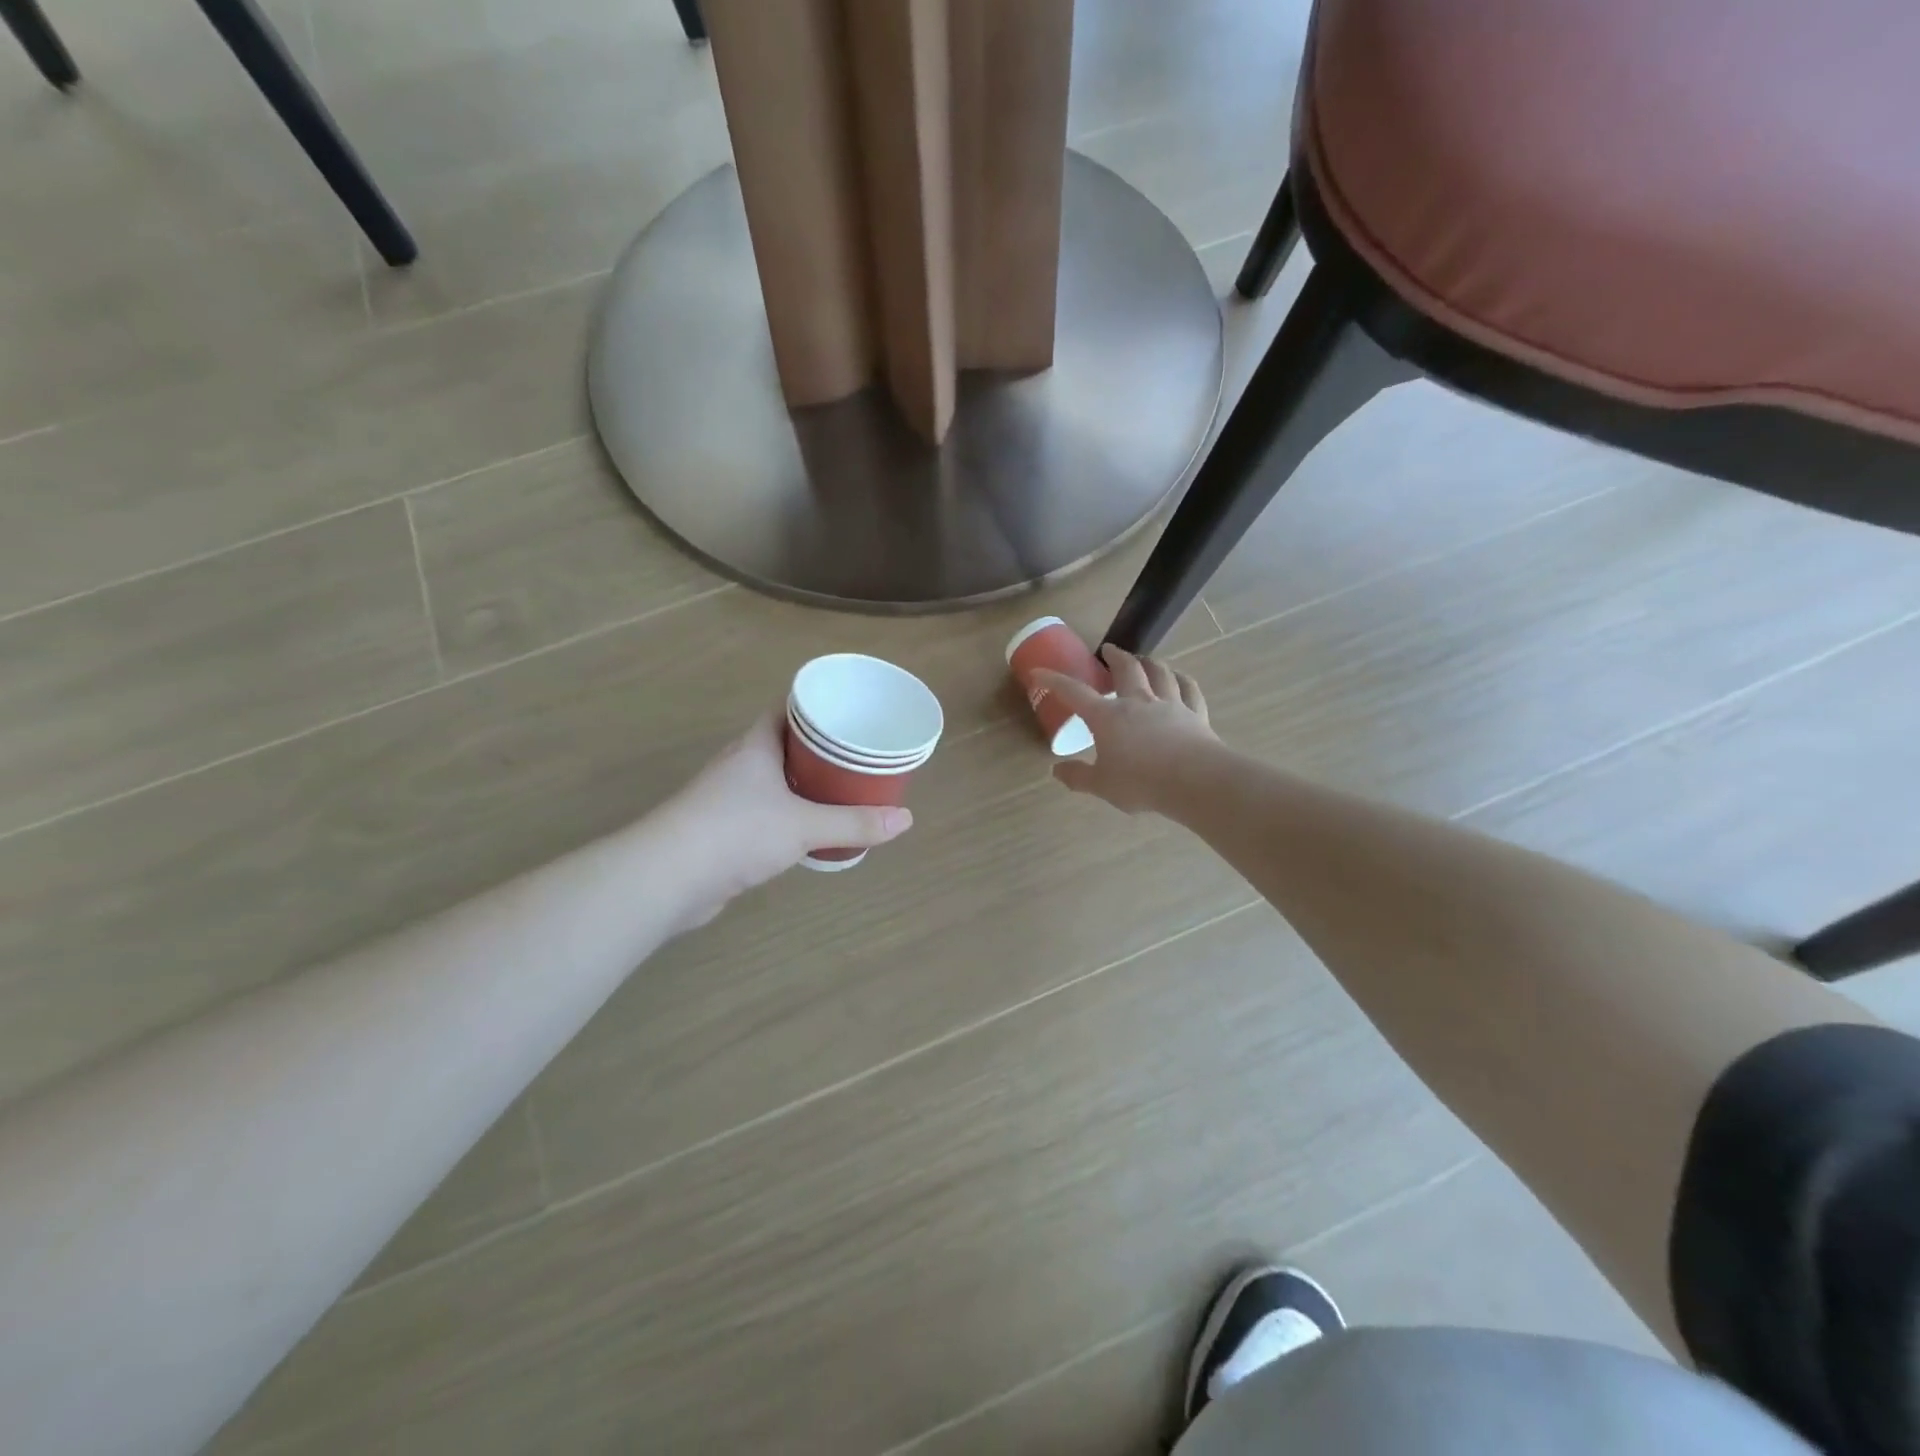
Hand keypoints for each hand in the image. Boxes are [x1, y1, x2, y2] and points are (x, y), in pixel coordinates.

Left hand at [660, 713, 912, 925]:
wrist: (666, 878)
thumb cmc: (736, 832)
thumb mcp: (803, 826)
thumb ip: (854, 823)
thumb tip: (905, 820)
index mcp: (756, 746)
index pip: (786, 710)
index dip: (817, 708)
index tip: (849, 712)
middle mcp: (740, 765)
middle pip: (784, 745)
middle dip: (819, 749)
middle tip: (857, 755)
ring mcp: (726, 799)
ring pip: (774, 781)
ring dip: (803, 784)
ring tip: (841, 790)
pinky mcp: (721, 831)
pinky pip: (764, 812)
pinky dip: (788, 814)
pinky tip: (808, 830)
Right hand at [1035, 646, 1217, 814]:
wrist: (1195, 781)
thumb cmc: (1141, 782)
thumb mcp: (1102, 785)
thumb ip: (1078, 777)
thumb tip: (1056, 771)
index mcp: (1108, 717)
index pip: (1075, 693)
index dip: (1055, 681)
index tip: (1040, 672)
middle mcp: (1138, 702)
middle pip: (1126, 669)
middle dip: (1115, 656)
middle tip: (1109, 650)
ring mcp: (1170, 705)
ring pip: (1159, 673)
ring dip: (1149, 662)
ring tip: (1144, 658)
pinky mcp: (1195, 714)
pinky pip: (1189, 690)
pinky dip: (1183, 680)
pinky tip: (1180, 678)